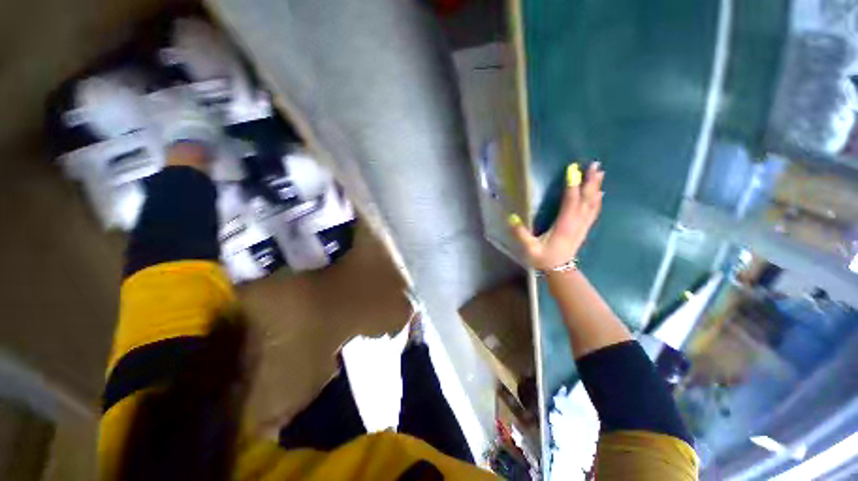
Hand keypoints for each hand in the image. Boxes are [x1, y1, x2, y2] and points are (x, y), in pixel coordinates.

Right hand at [509, 162, 603, 269]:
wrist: (560, 270)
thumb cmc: (544, 258)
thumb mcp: (529, 248)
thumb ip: (521, 233)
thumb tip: (511, 217)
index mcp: (564, 225)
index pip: (570, 201)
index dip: (571, 185)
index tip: (572, 169)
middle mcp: (577, 222)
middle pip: (586, 199)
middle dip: (590, 181)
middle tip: (595, 164)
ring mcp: (582, 225)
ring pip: (593, 203)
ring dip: (596, 187)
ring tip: (600, 172)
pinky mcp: (584, 228)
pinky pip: (594, 211)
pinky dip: (597, 200)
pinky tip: (600, 193)